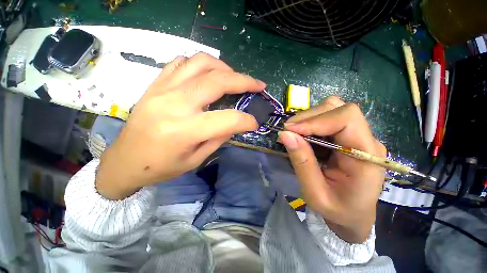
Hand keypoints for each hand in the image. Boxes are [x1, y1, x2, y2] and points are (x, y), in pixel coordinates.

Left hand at [96, 53, 265, 199]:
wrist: (124, 160)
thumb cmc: (161, 167)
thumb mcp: (196, 159)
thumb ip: (219, 137)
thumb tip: (236, 122)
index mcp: (185, 130)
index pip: (228, 119)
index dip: (247, 120)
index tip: (255, 123)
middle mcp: (174, 104)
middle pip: (217, 81)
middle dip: (244, 81)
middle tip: (258, 85)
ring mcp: (162, 89)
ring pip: (201, 62)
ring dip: (224, 68)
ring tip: (234, 78)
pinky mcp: (155, 84)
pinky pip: (182, 62)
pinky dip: (201, 65)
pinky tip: (208, 76)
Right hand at [278, 96, 385, 242]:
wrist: (354, 214)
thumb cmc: (338, 210)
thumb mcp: (315, 193)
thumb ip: (301, 162)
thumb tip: (285, 134)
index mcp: (366, 156)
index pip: (346, 118)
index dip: (316, 120)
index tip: (290, 130)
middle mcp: (366, 139)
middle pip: (338, 108)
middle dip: (308, 117)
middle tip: (287, 130)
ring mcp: (358, 135)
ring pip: (332, 109)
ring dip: (308, 118)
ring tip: (293, 132)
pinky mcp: (348, 136)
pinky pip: (328, 118)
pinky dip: (310, 122)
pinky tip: (302, 134)